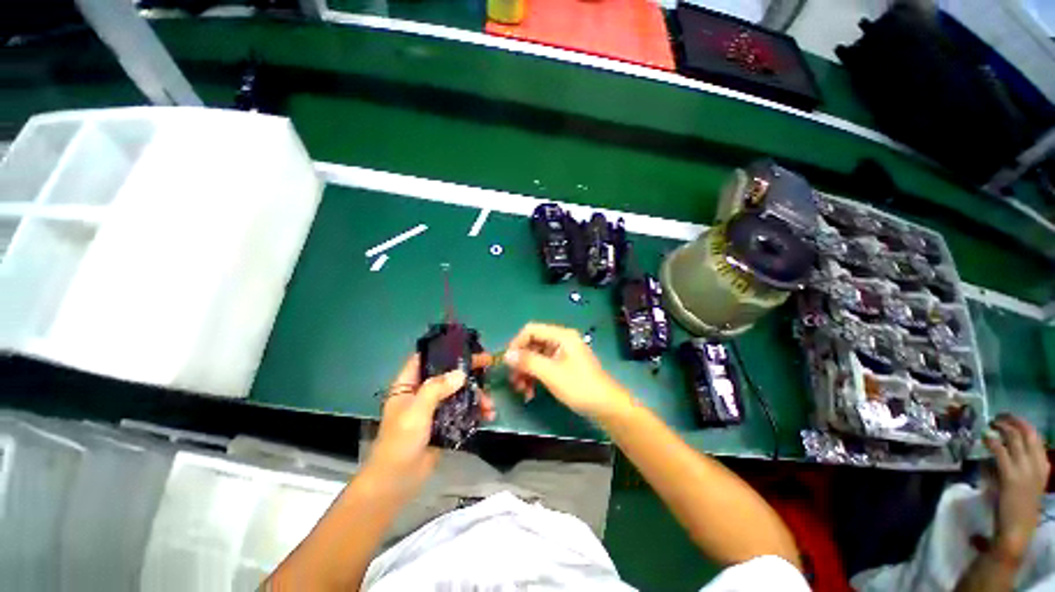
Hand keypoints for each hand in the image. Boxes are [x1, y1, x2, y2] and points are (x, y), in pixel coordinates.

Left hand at [366, 353, 495, 493]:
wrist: (397, 481)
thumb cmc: (401, 442)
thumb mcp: (416, 411)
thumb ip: (436, 389)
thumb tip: (461, 373)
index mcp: (409, 386)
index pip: (424, 359)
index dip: (443, 350)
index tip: (465, 345)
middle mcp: (422, 393)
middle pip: (447, 374)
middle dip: (468, 370)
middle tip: (489, 364)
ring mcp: (435, 409)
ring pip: (458, 393)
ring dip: (476, 395)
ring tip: (490, 404)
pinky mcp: (445, 424)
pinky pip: (463, 411)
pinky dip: (476, 411)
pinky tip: (488, 415)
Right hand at [503, 322, 631, 420]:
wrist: (607, 407)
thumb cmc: (580, 387)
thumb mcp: (551, 373)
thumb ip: (528, 361)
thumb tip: (506, 355)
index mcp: (561, 336)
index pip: (531, 330)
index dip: (517, 343)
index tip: (507, 362)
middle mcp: (562, 341)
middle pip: (533, 344)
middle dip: (521, 362)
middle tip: (514, 381)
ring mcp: (564, 354)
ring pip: (537, 357)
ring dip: (527, 372)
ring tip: (522, 390)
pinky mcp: (564, 366)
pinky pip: (544, 366)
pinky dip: (536, 377)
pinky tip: (531, 392)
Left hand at [984, 414, 1050, 564]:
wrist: (1017, 530)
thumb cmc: (1018, 508)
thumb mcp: (1026, 482)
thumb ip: (1019, 466)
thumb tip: (1005, 449)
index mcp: (1044, 466)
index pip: (1037, 438)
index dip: (1023, 425)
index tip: (1012, 419)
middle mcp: (1037, 465)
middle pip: (1027, 433)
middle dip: (1013, 420)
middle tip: (999, 416)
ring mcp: (1025, 470)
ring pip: (1015, 438)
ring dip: (1002, 427)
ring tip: (991, 423)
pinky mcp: (1010, 476)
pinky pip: (1001, 451)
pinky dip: (993, 440)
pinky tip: (985, 436)